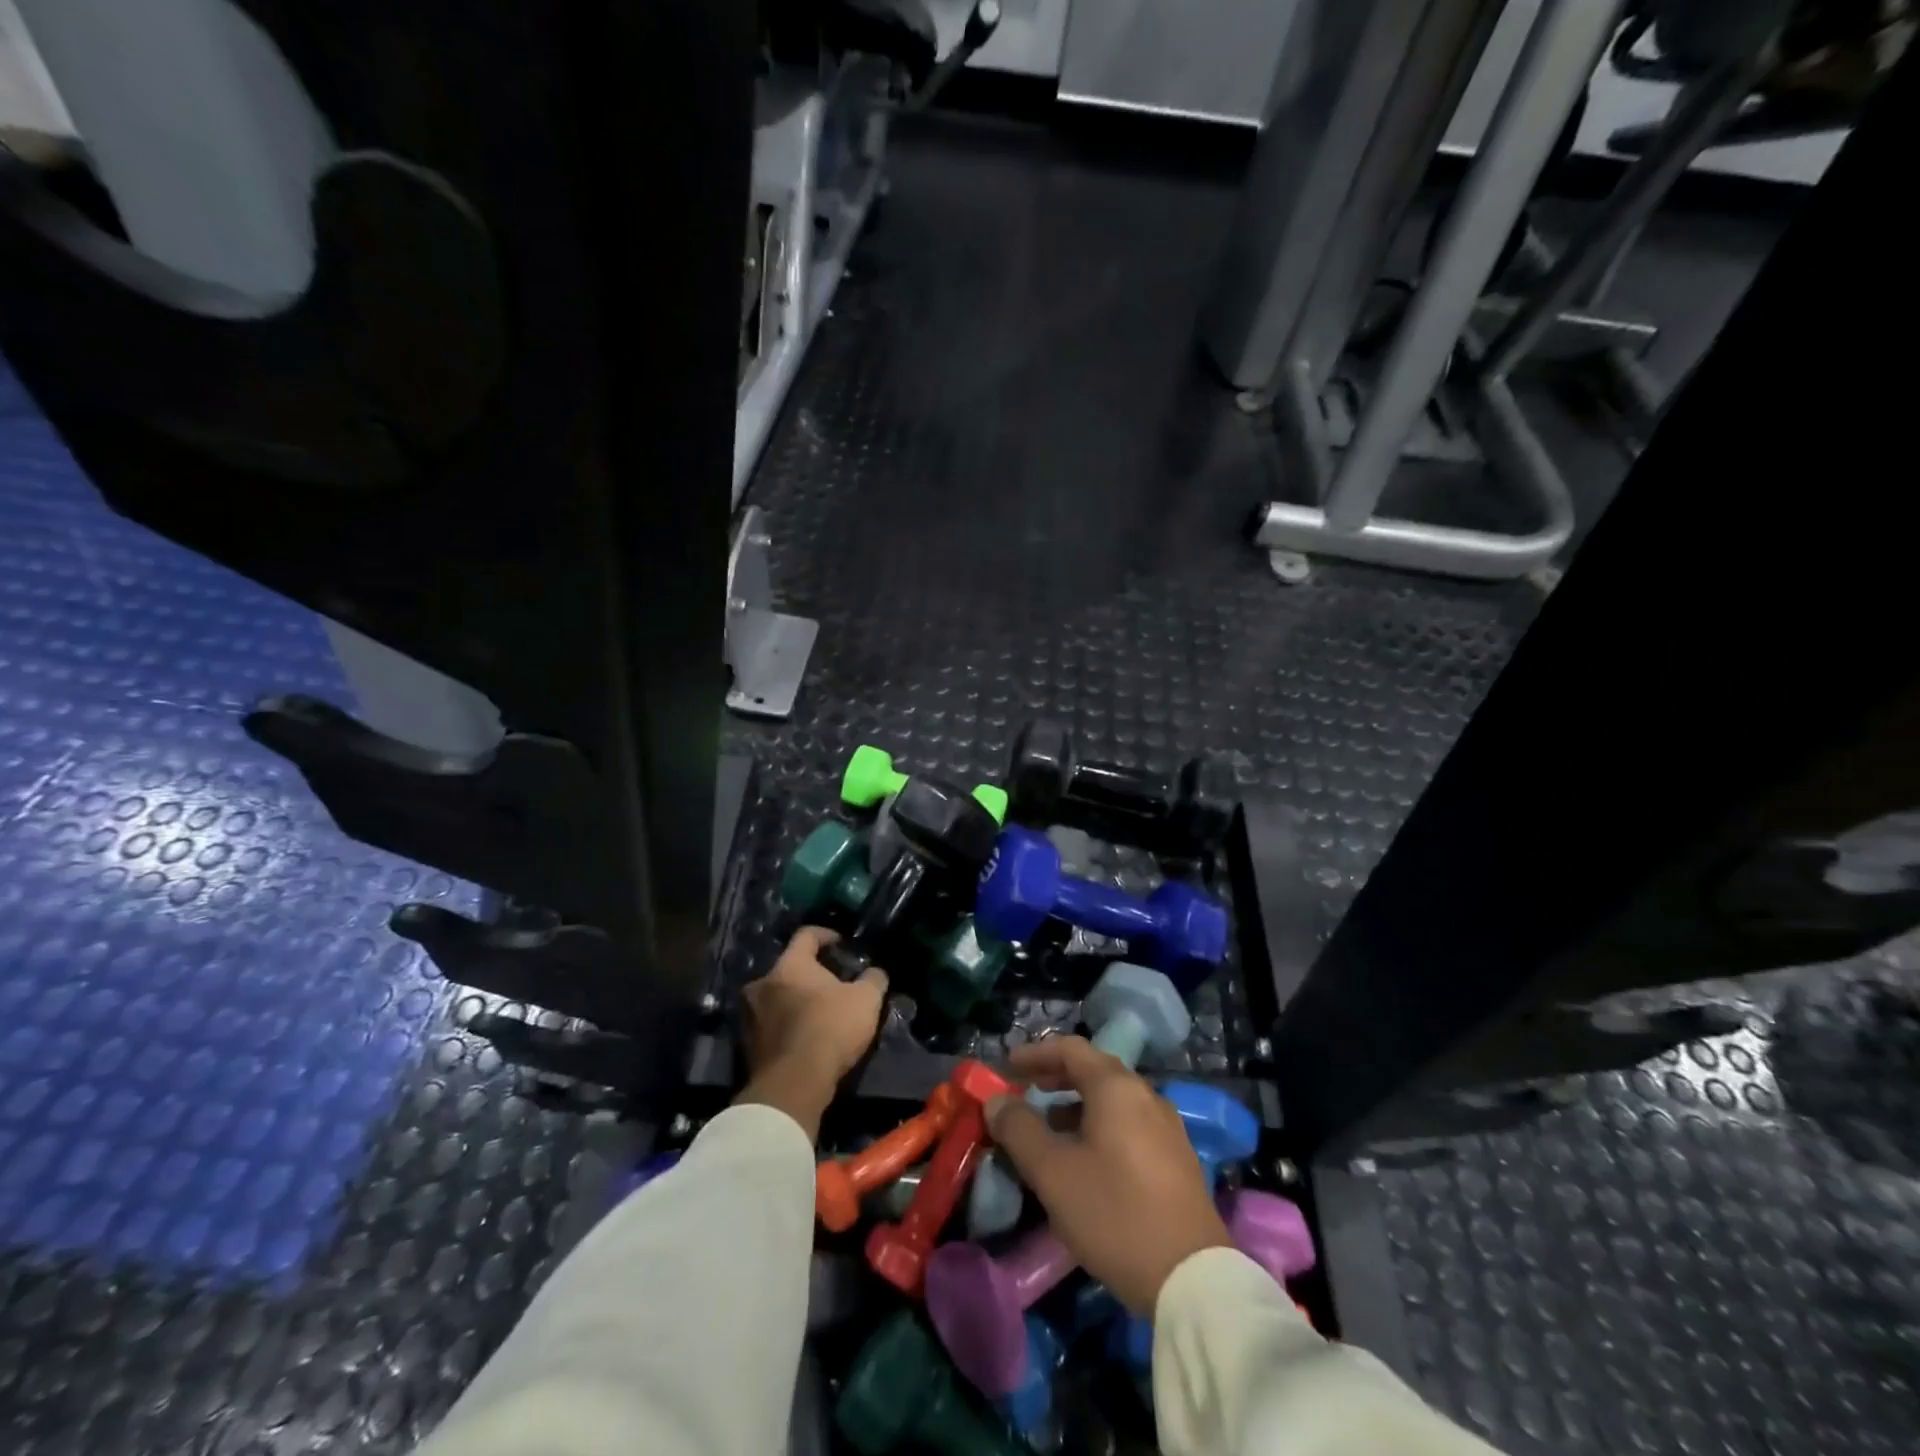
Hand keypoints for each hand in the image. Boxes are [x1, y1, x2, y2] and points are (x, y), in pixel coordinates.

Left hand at [736, 926, 887, 1138]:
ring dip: (795, 1000)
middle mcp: (762, 983)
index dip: (826, 935)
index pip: (806, 935)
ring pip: (776, 997)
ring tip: (819, 1012)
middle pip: (788, 968)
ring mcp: (749, 1015)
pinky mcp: (746, 1045)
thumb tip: (875, 972)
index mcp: (789, 965)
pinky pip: (770, 1024)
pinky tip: (806, 1036)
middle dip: (810, 974)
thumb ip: (873, 979)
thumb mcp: (866, 1000)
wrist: (793, 1084)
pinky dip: (787, 1025)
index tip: (841, 943)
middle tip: (832, 984)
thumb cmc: (830, 1028)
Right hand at [986, 1036, 1230, 1314]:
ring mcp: (1167, 1127)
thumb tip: (996, 1101)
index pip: (1071, 1049)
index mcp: (1117, 1088)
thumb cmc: (1114, 1214)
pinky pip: (1130, 1123)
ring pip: (1114, 1099)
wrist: (1193, 1279)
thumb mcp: (1053, 1173)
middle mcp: (1146, 1096)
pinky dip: (1100, 1125)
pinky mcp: (1177, 1159)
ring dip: (1077, 1104)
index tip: (1008, 1067)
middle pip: (1095, 1070)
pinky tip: (1086, 1159)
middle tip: (1026, 1091)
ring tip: (1049, 1129)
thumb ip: (1020, 1130)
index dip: (1036, 1053)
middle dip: (1056, 1077)